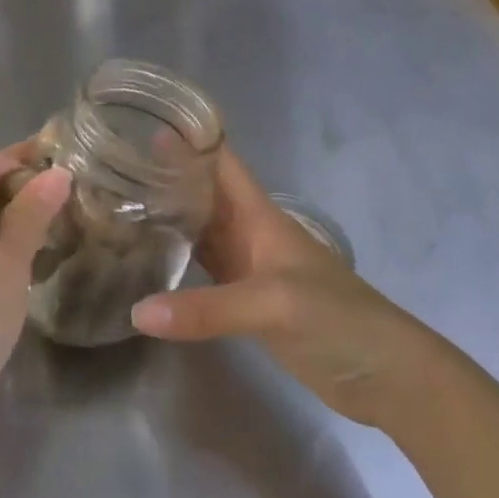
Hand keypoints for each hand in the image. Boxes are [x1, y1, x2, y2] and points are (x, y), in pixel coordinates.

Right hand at [129, 150, 440, 426]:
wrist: (386, 376)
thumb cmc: (338, 319)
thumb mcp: (273, 305)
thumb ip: (207, 308)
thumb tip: (137, 312)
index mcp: (259, 215)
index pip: (221, 161)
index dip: (189, 137)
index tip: (142, 120)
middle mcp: (249, 233)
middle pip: (202, 193)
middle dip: (164, 176)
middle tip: (112, 166)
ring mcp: (247, 268)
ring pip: (199, 230)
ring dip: (166, 216)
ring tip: (119, 204)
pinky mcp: (244, 303)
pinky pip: (201, 271)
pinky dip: (175, 261)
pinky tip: (145, 262)